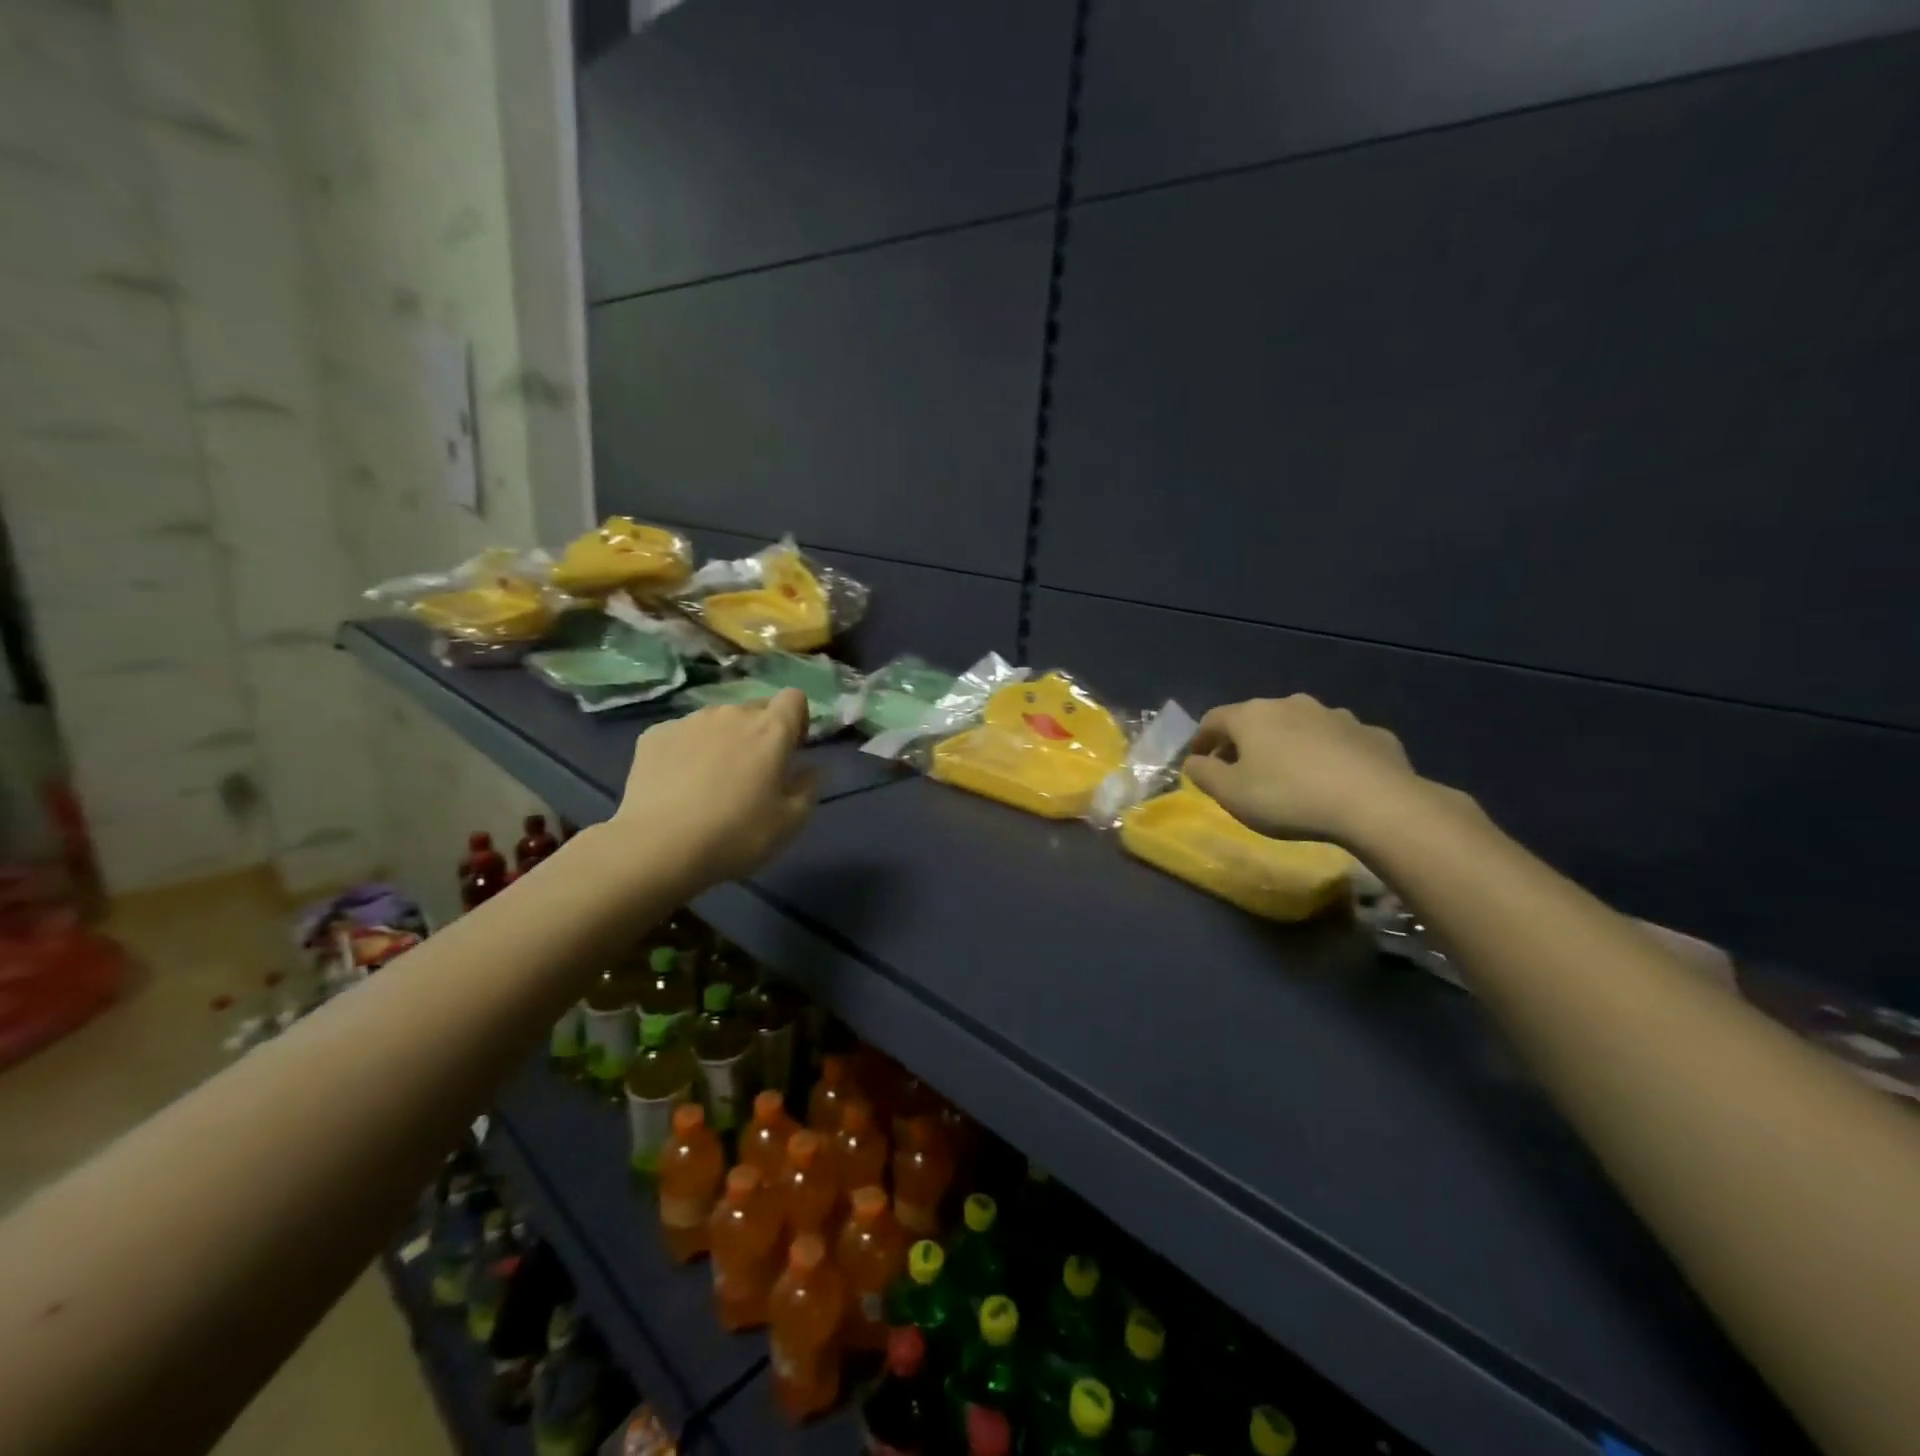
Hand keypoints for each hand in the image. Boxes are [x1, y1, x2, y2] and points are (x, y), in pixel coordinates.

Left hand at [610, 689, 817, 891]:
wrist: (658, 848)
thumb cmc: (737, 835)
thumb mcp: (791, 822)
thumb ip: (808, 787)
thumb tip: (807, 769)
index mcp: (770, 729)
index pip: (794, 698)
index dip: (797, 720)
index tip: (791, 751)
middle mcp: (731, 714)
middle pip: (755, 709)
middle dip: (760, 733)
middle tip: (752, 774)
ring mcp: (689, 722)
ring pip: (717, 722)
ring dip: (723, 741)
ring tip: (711, 783)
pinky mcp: (654, 735)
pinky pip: (682, 735)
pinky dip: (687, 752)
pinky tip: (678, 786)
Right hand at [1184, 694, 1422, 844]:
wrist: (1375, 803)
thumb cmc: (1288, 797)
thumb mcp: (1230, 794)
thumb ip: (1204, 774)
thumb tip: (1194, 761)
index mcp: (1252, 715)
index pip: (1213, 719)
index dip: (1201, 739)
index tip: (1198, 760)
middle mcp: (1292, 704)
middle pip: (1257, 719)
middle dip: (1244, 742)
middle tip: (1240, 769)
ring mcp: (1336, 716)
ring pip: (1301, 727)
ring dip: (1288, 745)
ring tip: (1289, 774)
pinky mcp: (1372, 734)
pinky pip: (1339, 742)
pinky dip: (1328, 755)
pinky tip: (1333, 780)